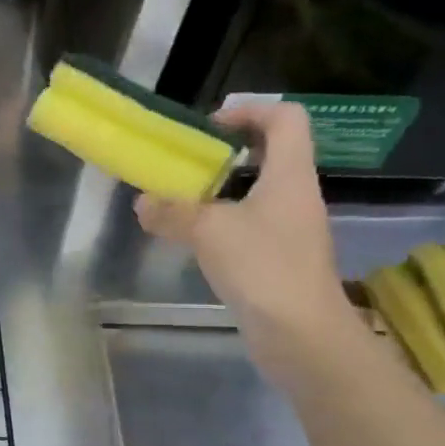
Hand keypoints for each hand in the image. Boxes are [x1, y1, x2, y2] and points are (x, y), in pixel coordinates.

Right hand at [135, 100, 357, 386]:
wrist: (301, 334)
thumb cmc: (263, 267)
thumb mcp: (208, 231)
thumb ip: (172, 212)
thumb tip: (143, 203)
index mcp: (290, 174)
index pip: (285, 118)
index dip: (250, 111)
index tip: (209, 128)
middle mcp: (295, 194)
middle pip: (269, 153)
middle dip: (226, 153)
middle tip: (186, 165)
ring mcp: (290, 229)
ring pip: (256, 192)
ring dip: (220, 191)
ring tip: (180, 201)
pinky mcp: (279, 258)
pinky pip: (249, 225)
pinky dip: (221, 222)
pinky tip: (193, 239)